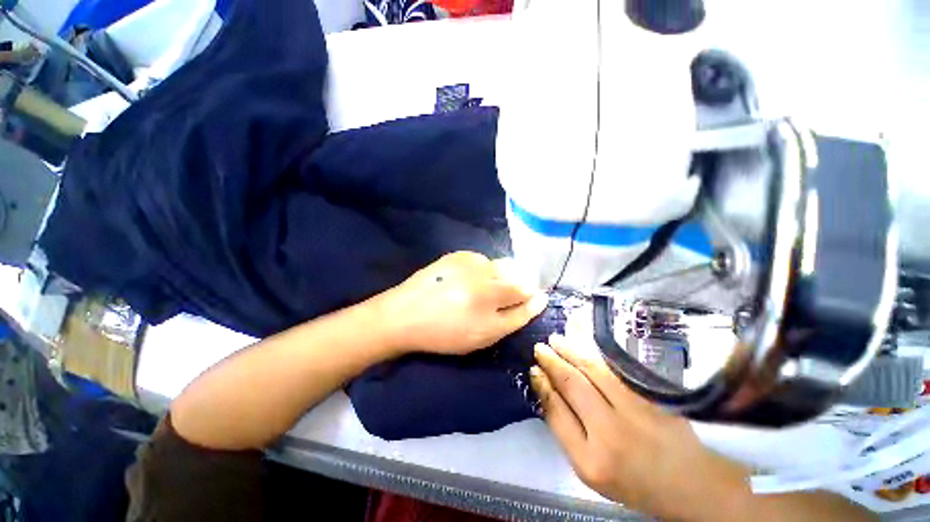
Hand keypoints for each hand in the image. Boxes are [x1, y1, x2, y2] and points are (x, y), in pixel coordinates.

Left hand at [382, 251, 547, 355]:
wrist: (404, 314)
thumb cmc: (443, 333)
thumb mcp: (480, 338)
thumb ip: (511, 319)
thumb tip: (535, 299)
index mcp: (488, 311)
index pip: (525, 301)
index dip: (533, 301)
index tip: (536, 299)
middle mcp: (482, 285)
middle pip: (517, 281)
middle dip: (519, 287)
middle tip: (503, 297)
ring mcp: (469, 266)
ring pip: (501, 267)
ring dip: (500, 277)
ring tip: (482, 289)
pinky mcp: (457, 255)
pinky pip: (483, 260)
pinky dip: (483, 269)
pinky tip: (468, 279)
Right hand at [530, 335, 749, 520]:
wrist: (690, 483)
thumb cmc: (632, 480)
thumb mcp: (589, 469)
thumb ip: (565, 429)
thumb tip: (546, 389)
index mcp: (590, 460)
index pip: (557, 412)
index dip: (543, 386)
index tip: (533, 368)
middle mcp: (611, 433)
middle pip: (573, 385)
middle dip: (553, 362)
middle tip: (540, 347)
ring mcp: (635, 410)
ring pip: (593, 368)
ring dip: (571, 349)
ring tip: (556, 338)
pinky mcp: (652, 395)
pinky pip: (616, 365)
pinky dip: (596, 346)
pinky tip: (584, 334)